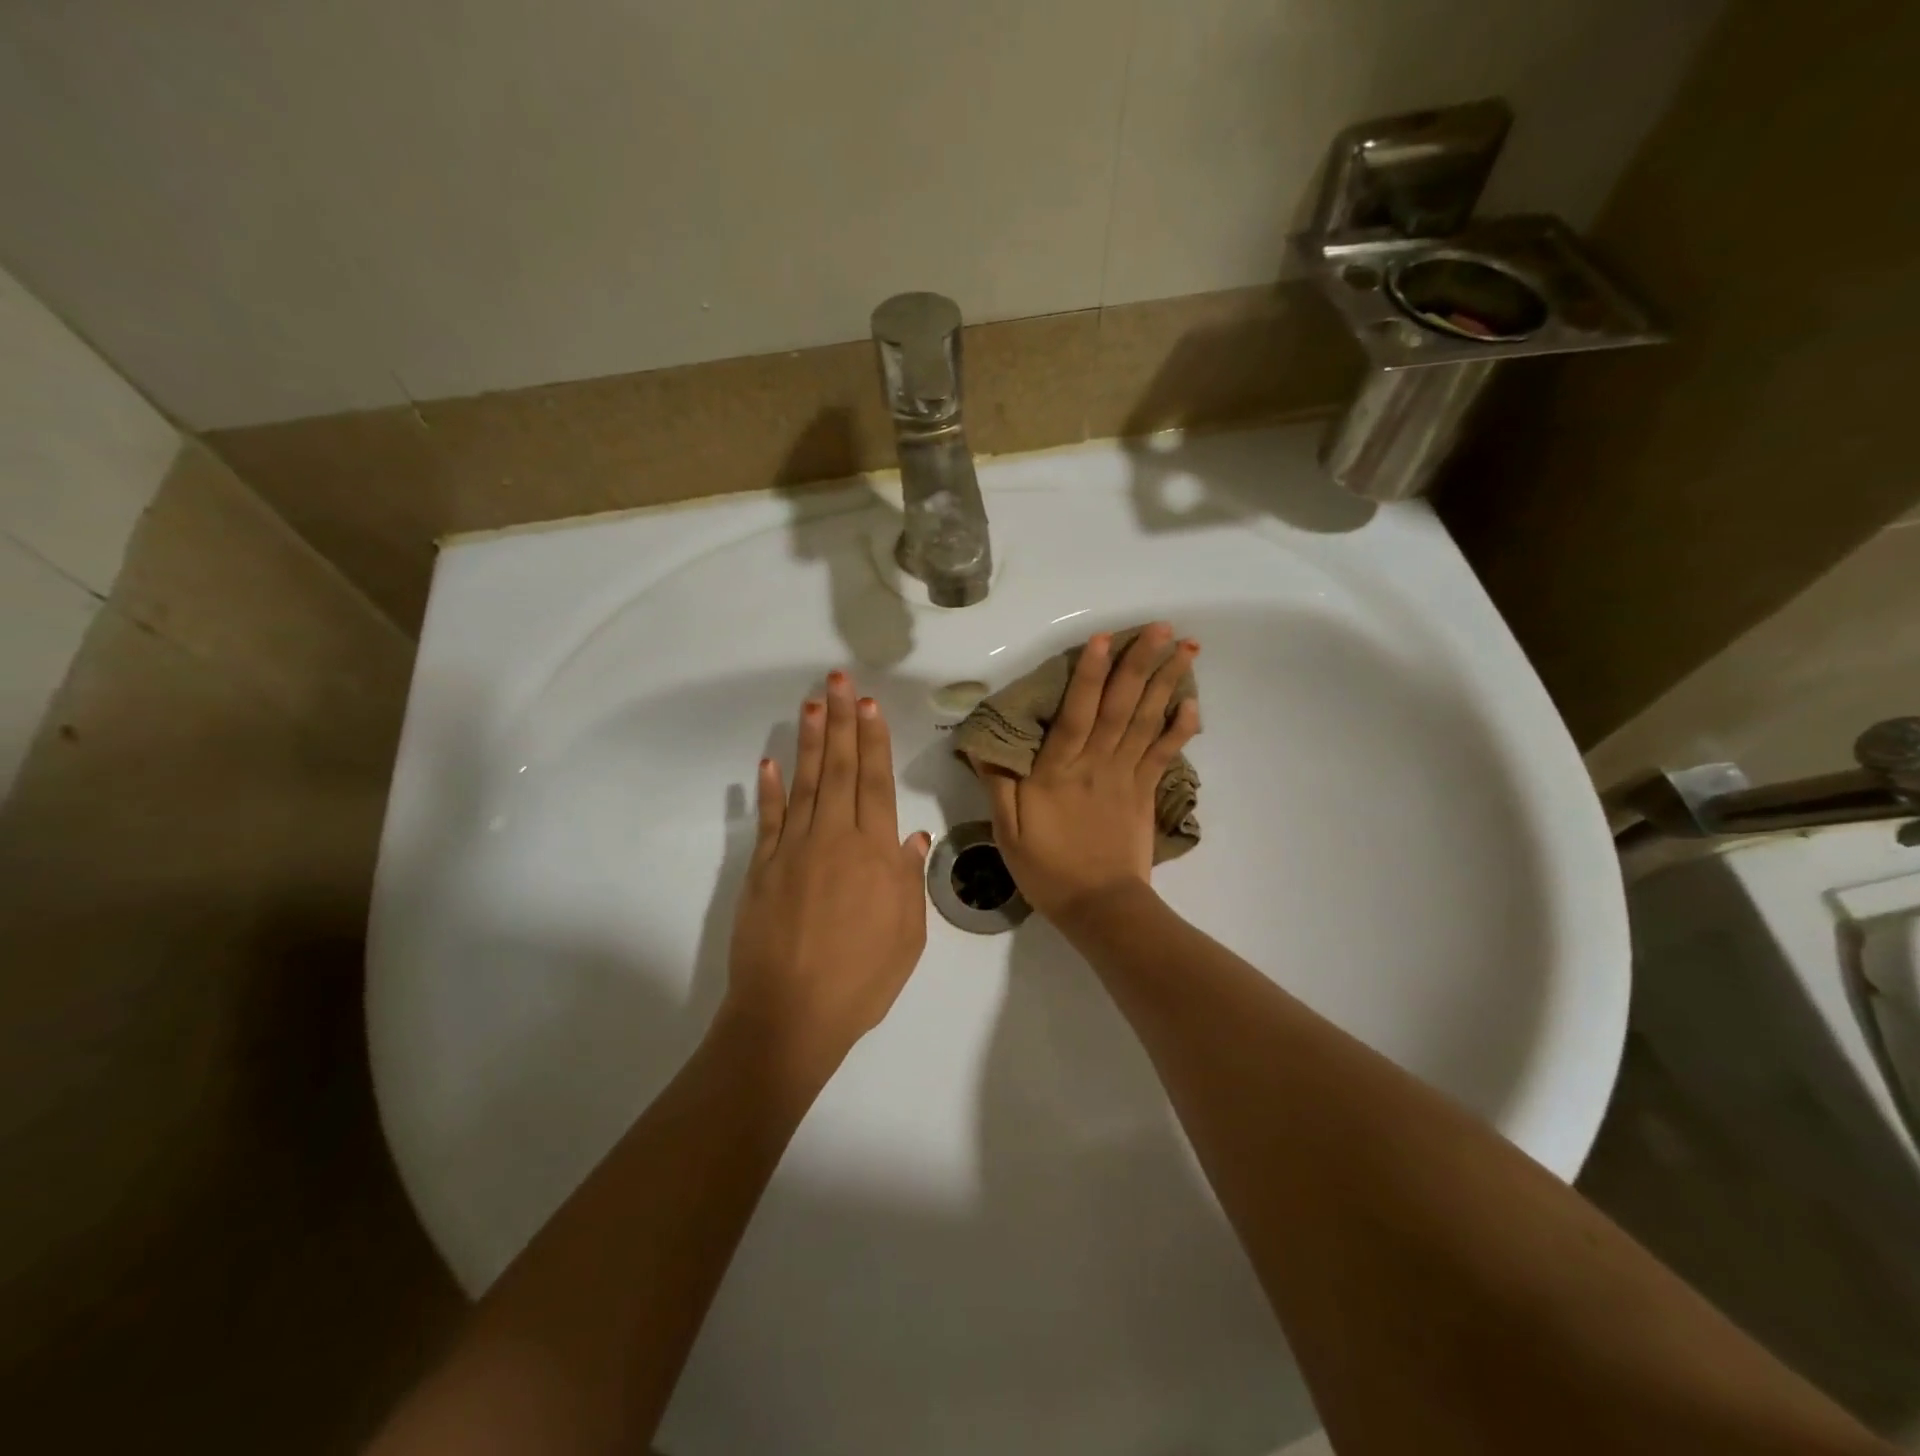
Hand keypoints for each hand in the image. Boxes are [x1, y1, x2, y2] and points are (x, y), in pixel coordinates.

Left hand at [725, 671, 930, 1075]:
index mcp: (874, 854)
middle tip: (838, 681)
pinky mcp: (762, 869)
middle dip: (841, 722)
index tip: (868, 705)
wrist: (791, 1015)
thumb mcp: (907, 935)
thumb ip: (908, 880)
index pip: (876, 783)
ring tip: (812, 705)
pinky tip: (769, 761)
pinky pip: (768, 820)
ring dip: (809, 742)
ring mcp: (793, 850)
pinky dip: (769, 790)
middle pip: (840, 770)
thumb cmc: (861, 980)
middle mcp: (834, 839)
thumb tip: (912, 835)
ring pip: (805, 784)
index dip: (873, 741)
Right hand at [975, 623, 1198, 922]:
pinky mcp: (1146, 792)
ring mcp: (1127, 777)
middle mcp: (1097, 764)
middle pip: (1120, 707)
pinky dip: (1181, 728)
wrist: (1100, 907)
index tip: (1102, 640)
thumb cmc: (1048, 870)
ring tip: (1185, 647)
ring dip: (1167, 683)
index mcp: (1059, 772)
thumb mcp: (1008, 832)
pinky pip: (1165, 754)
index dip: (1089, 676)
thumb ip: (1000, 786)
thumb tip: (984, 747)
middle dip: (1140, 664)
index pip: (1076, 714)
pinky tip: (1193, 702)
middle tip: (1160, 626)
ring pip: (1147, 722)